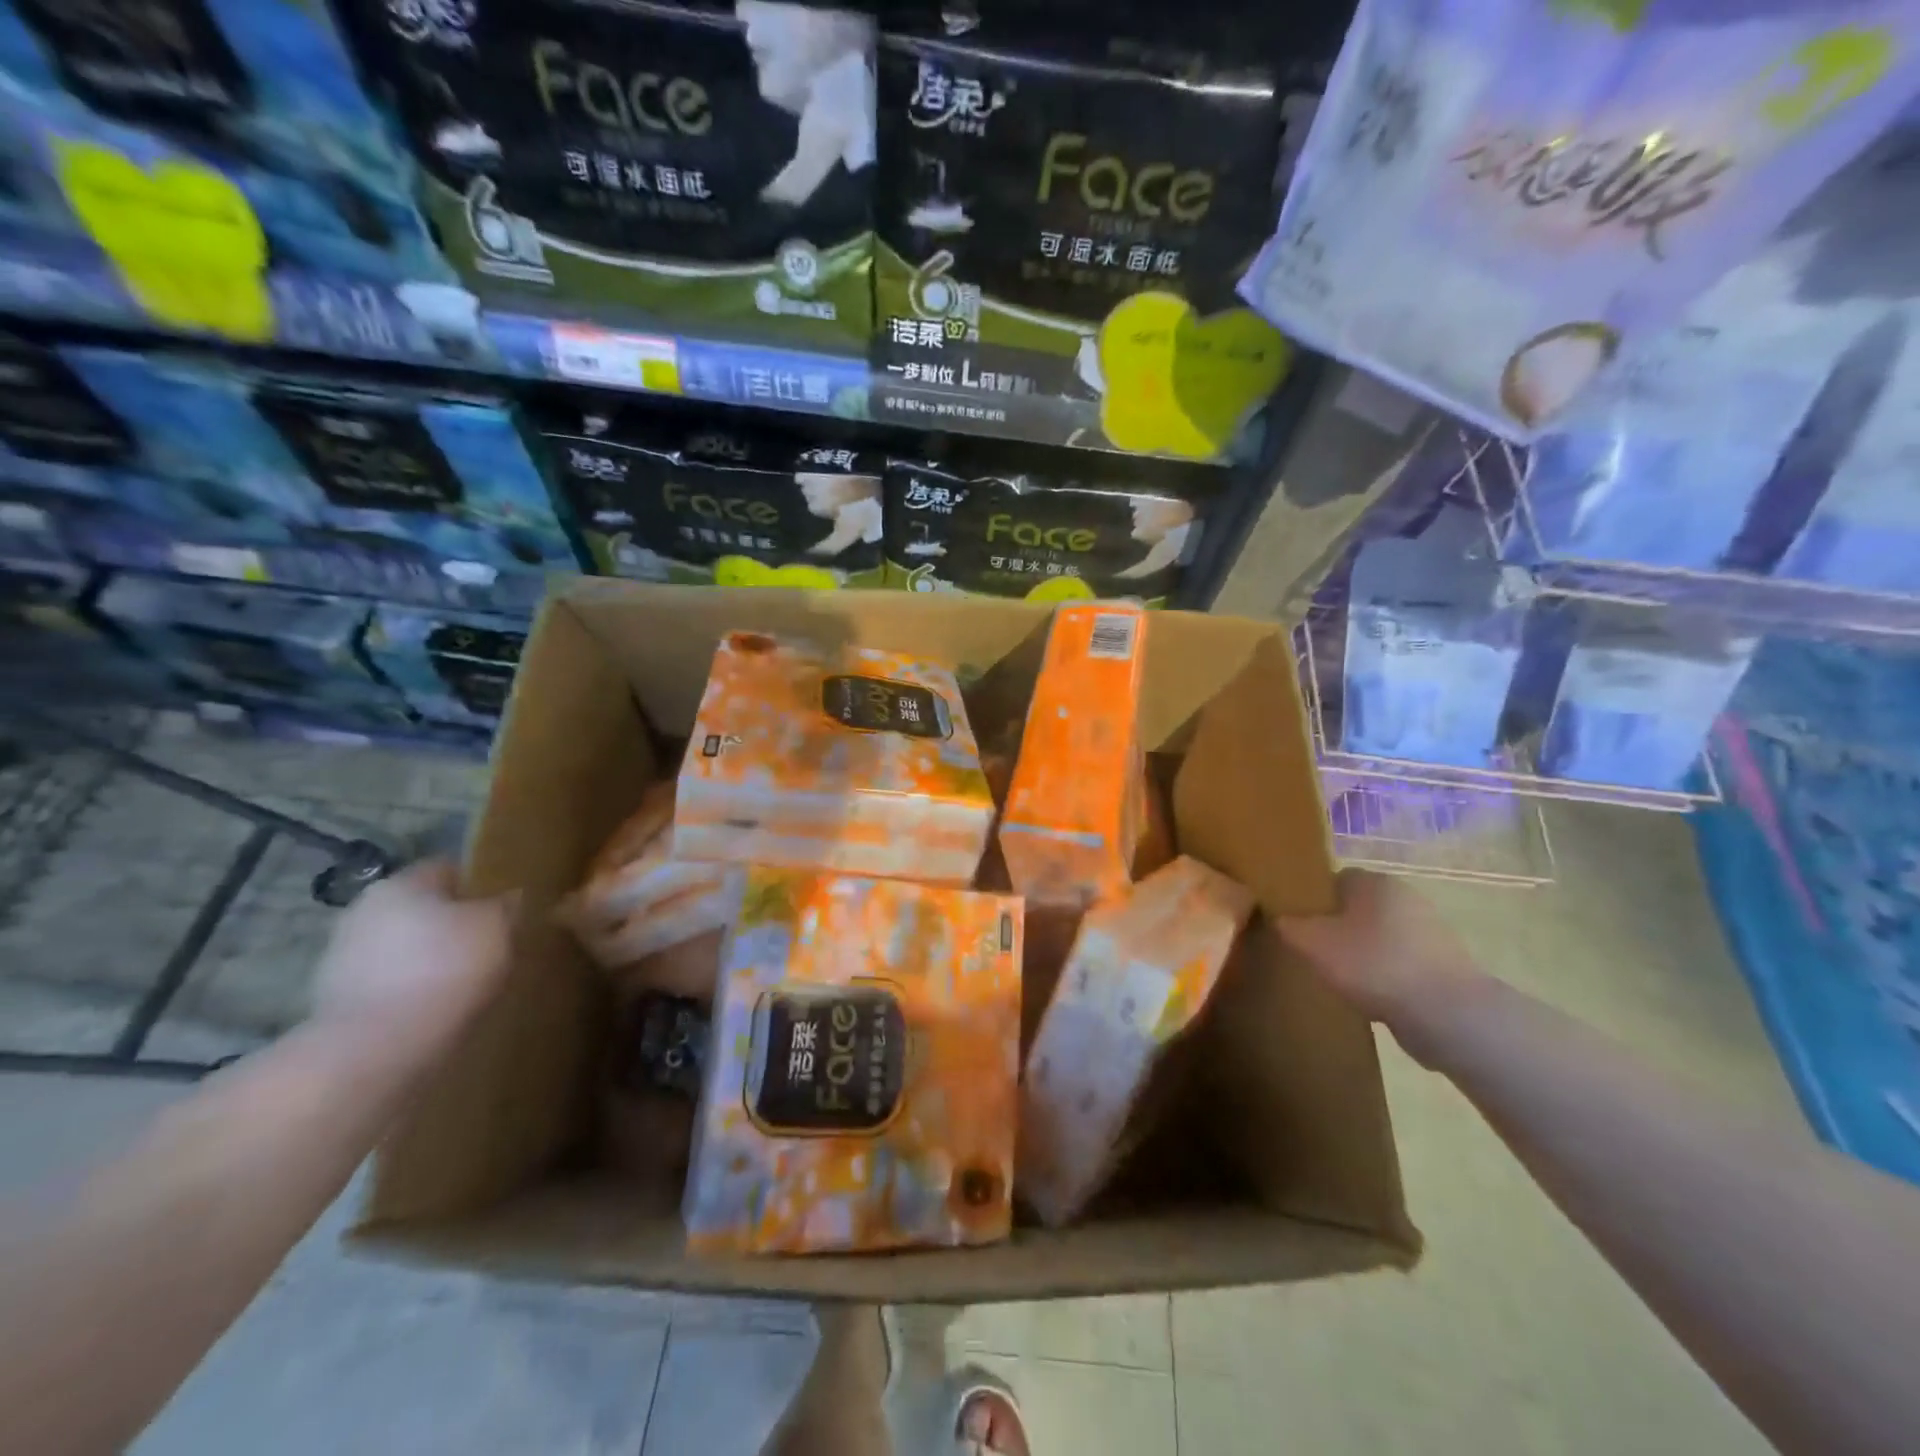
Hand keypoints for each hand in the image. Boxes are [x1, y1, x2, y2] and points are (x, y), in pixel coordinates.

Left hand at [312, 860, 517, 1047]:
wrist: (376, 1048)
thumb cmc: (445, 969)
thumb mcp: (497, 928)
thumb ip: (505, 906)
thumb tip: (508, 897)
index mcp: (402, 883)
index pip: (448, 869)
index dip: (479, 884)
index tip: (504, 907)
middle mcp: (364, 910)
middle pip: (421, 908)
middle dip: (451, 923)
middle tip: (488, 944)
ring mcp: (341, 956)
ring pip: (402, 946)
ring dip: (428, 958)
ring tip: (464, 981)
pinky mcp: (334, 999)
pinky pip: (388, 982)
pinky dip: (410, 989)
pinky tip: (435, 1007)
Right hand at [1274, 871, 1486, 1051]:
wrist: (1449, 1016)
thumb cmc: (1374, 964)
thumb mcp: (1312, 943)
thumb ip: (1289, 925)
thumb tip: (1282, 919)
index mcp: (1374, 881)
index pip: (1332, 879)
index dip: (1310, 900)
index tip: (1294, 924)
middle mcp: (1405, 897)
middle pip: (1355, 908)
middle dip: (1334, 929)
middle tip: (1311, 952)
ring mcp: (1429, 932)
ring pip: (1377, 937)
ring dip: (1359, 955)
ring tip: (1337, 980)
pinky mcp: (1443, 966)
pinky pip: (1398, 964)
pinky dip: (1382, 978)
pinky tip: (1369, 999)